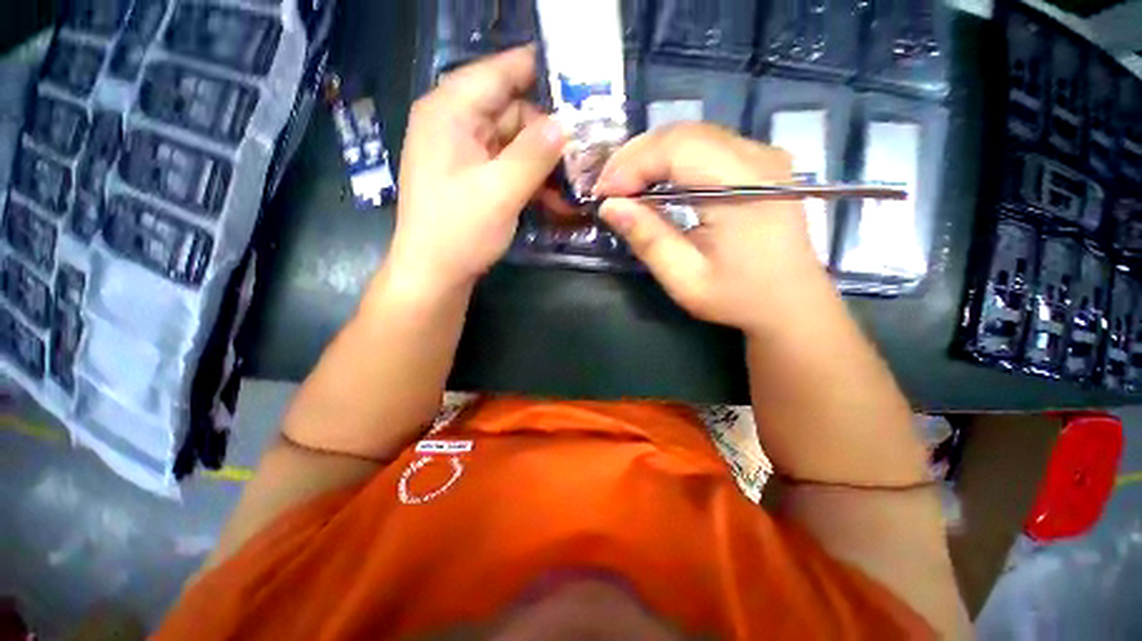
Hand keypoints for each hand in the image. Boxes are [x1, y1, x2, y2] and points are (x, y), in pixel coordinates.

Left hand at [388, 46, 565, 294]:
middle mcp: (455, 123)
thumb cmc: (459, 231)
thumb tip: (564, 124)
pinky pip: (507, 164)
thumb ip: (534, 154)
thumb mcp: (501, 191)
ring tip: (573, 184)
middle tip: (585, 152)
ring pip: (514, 141)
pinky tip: (554, 198)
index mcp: (451, 111)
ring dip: (543, 162)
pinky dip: (530, 178)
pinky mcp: (472, 175)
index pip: (501, 72)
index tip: (580, 82)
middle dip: (549, 133)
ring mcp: (464, 151)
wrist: (433, 274)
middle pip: (512, 110)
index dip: (541, 71)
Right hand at [594, 123, 826, 334]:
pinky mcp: (760, 162)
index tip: (603, 194)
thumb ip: (648, 239)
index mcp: (744, 188)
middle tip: (607, 189)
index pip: (676, 148)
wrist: (792, 304)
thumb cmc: (739, 298)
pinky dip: (671, 159)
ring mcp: (763, 155)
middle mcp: (758, 158)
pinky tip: (654, 181)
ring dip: (650, 156)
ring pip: (692, 135)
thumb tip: (610, 207)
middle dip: (635, 157)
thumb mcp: (685, 279)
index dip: (631, 165)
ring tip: (624, 186)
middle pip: (683, 133)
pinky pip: (705, 145)